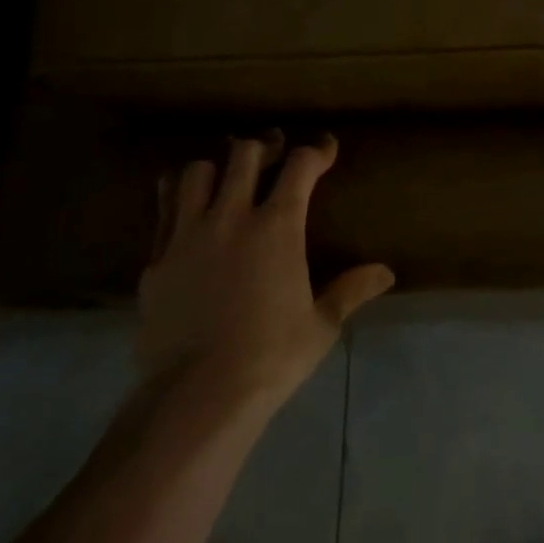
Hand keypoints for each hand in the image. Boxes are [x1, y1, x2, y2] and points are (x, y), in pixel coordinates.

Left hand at [138, 133, 392, 411]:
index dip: (316, 150)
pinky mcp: (157, 259)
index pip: (300, 166)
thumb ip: (351, 290)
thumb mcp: (320, 325)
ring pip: (197, 171)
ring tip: (227, 175)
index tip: (325, 148)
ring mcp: (187, 235)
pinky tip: (189, 208)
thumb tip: (386, 273)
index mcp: (277, 227)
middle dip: (265, 145)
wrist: (196, 396)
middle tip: (276, 151)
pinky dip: (179, 196)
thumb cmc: (269, 359)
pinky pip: (164, 208)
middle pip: (244, 154)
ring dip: (217, 165)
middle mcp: (231, 218)